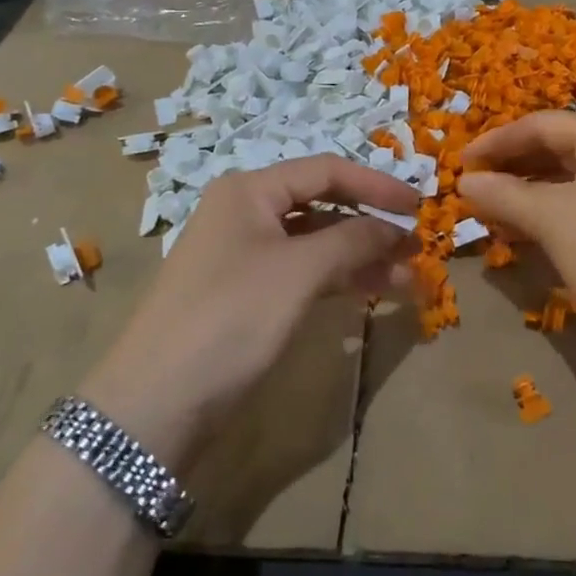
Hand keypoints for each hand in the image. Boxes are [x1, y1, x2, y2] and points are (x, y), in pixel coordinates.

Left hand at [80, 156, 415, 468]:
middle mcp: (244, 214)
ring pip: (314, 244)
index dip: (376, 186)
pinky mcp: (245, 296)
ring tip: (405, 280)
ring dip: (360, 257)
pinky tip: (368, 293)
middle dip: (371, 226)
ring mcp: (243, 257)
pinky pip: (301, 274)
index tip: (419, 207)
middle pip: (322, 206)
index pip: (326, 171)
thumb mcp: (299, 271)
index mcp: (250, 191)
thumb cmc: (232, 317)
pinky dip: (336, 280)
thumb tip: (395, 228)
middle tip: (415, 251)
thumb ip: (354, 240)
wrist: (156, 404)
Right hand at [460, 112, 575, 371]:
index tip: (460, 163)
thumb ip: (504, 194)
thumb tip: (464, 181)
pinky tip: (528, 237)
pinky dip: (553, 218)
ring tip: (493, 215)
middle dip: (513, 169)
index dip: (497, 141)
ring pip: (572, 184)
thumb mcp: (551, 218)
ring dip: (529, 196)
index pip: (543, 125)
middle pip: (559, 150)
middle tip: (474, 190)